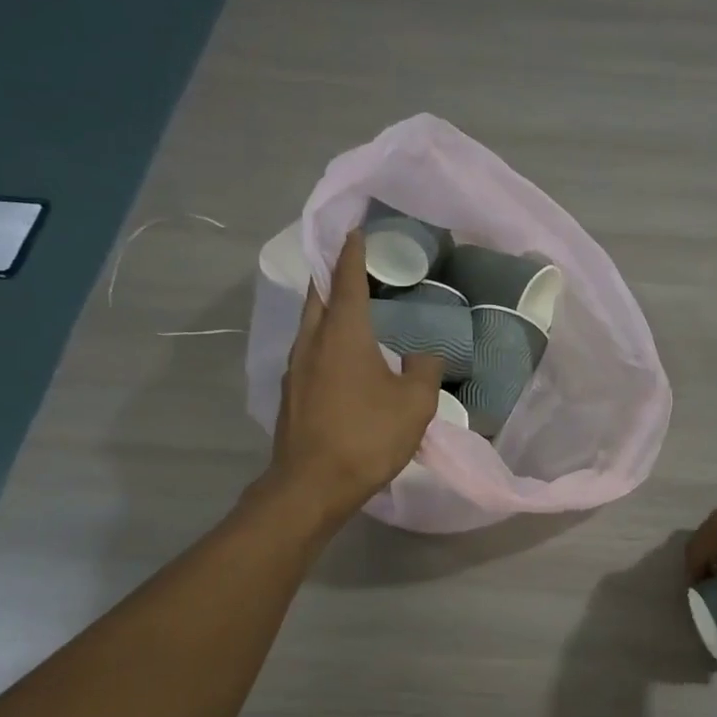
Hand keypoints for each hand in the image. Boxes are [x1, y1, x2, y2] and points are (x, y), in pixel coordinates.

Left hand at [264, 230, 443, 526]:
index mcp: (343, 335)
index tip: (356, 231)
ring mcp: (295, 368)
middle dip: (333, 275)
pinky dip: (325, 339)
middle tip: (353, 264)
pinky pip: (309, 351)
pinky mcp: (291, 393)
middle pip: (318, 295)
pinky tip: (343, 356)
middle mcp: (312, 342)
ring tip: (351, 307)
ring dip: (327, 308)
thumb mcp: (415, 404)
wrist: (311, 485)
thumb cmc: (367, 436)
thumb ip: (424, 370)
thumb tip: (423, 356)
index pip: (346, 280)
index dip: (353, 253)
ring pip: (310, 324)